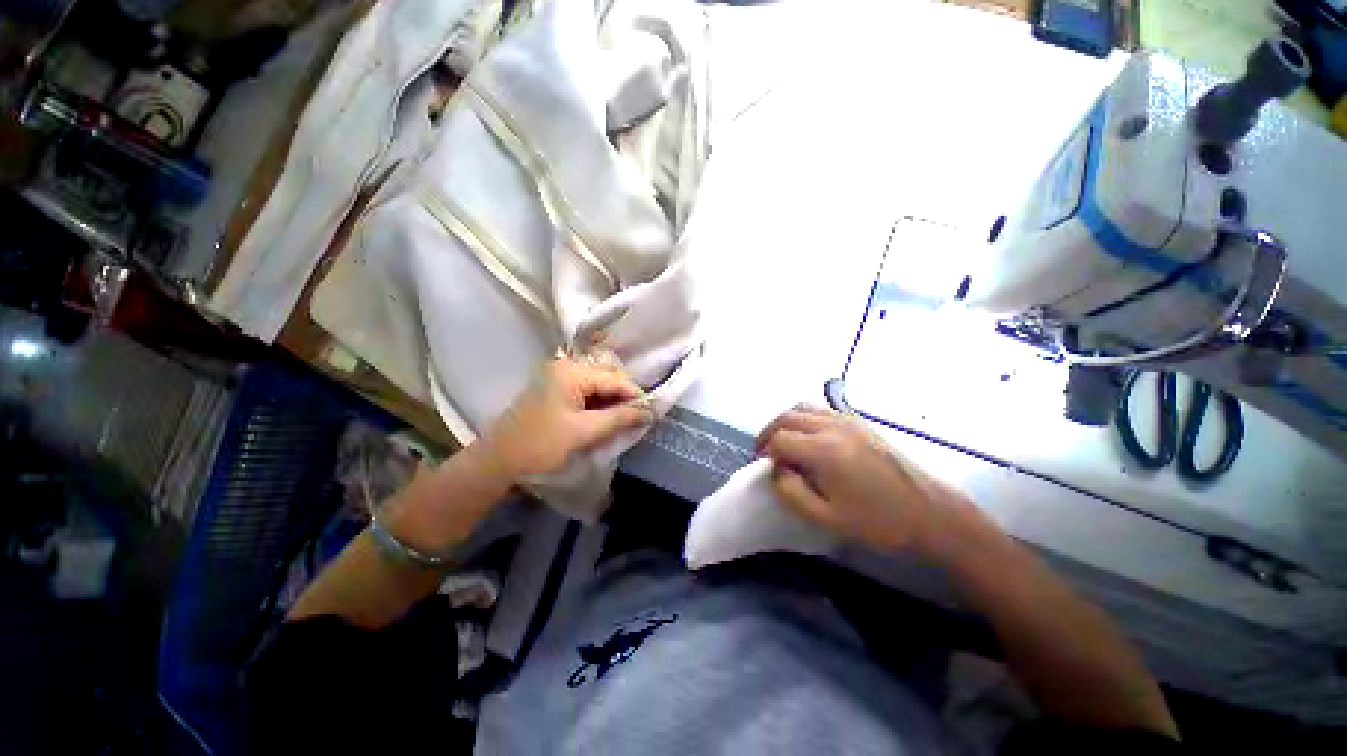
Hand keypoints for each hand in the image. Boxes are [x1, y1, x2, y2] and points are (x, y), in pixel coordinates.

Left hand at [481, 356, 653, 481]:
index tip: (652, 412)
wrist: (499, 460)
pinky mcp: (555, 389)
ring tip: (625, 419)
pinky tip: (606, 418)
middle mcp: (566, 367)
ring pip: (598, 384)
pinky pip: (586, 391)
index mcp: (572, 372)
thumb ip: (620, 418)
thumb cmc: (541, 445)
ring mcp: (559, 376)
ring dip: (612, 401)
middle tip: (639, 417)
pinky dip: (599, 403)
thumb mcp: (584, 431)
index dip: (635, 395)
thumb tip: (651, 411)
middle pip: (607, 377)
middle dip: (624, 397)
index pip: (615, 379)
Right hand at [756, 404, 965, 553]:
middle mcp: (832, 426)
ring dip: (785, 421)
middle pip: (786, 417)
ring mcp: (847, 419)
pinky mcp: (859, 421)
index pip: (779, 439)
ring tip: (783, 442)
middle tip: (764, 452)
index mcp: (824, 450)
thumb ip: (791, 492)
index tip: (763, 467)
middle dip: (769, 432)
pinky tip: (808, 437)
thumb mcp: (826, 518)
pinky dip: (804, 417)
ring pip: (802, 407)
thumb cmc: (877, 521)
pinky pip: (820, 409)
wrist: (929, 512)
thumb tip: (777, 470)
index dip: (765, 452)